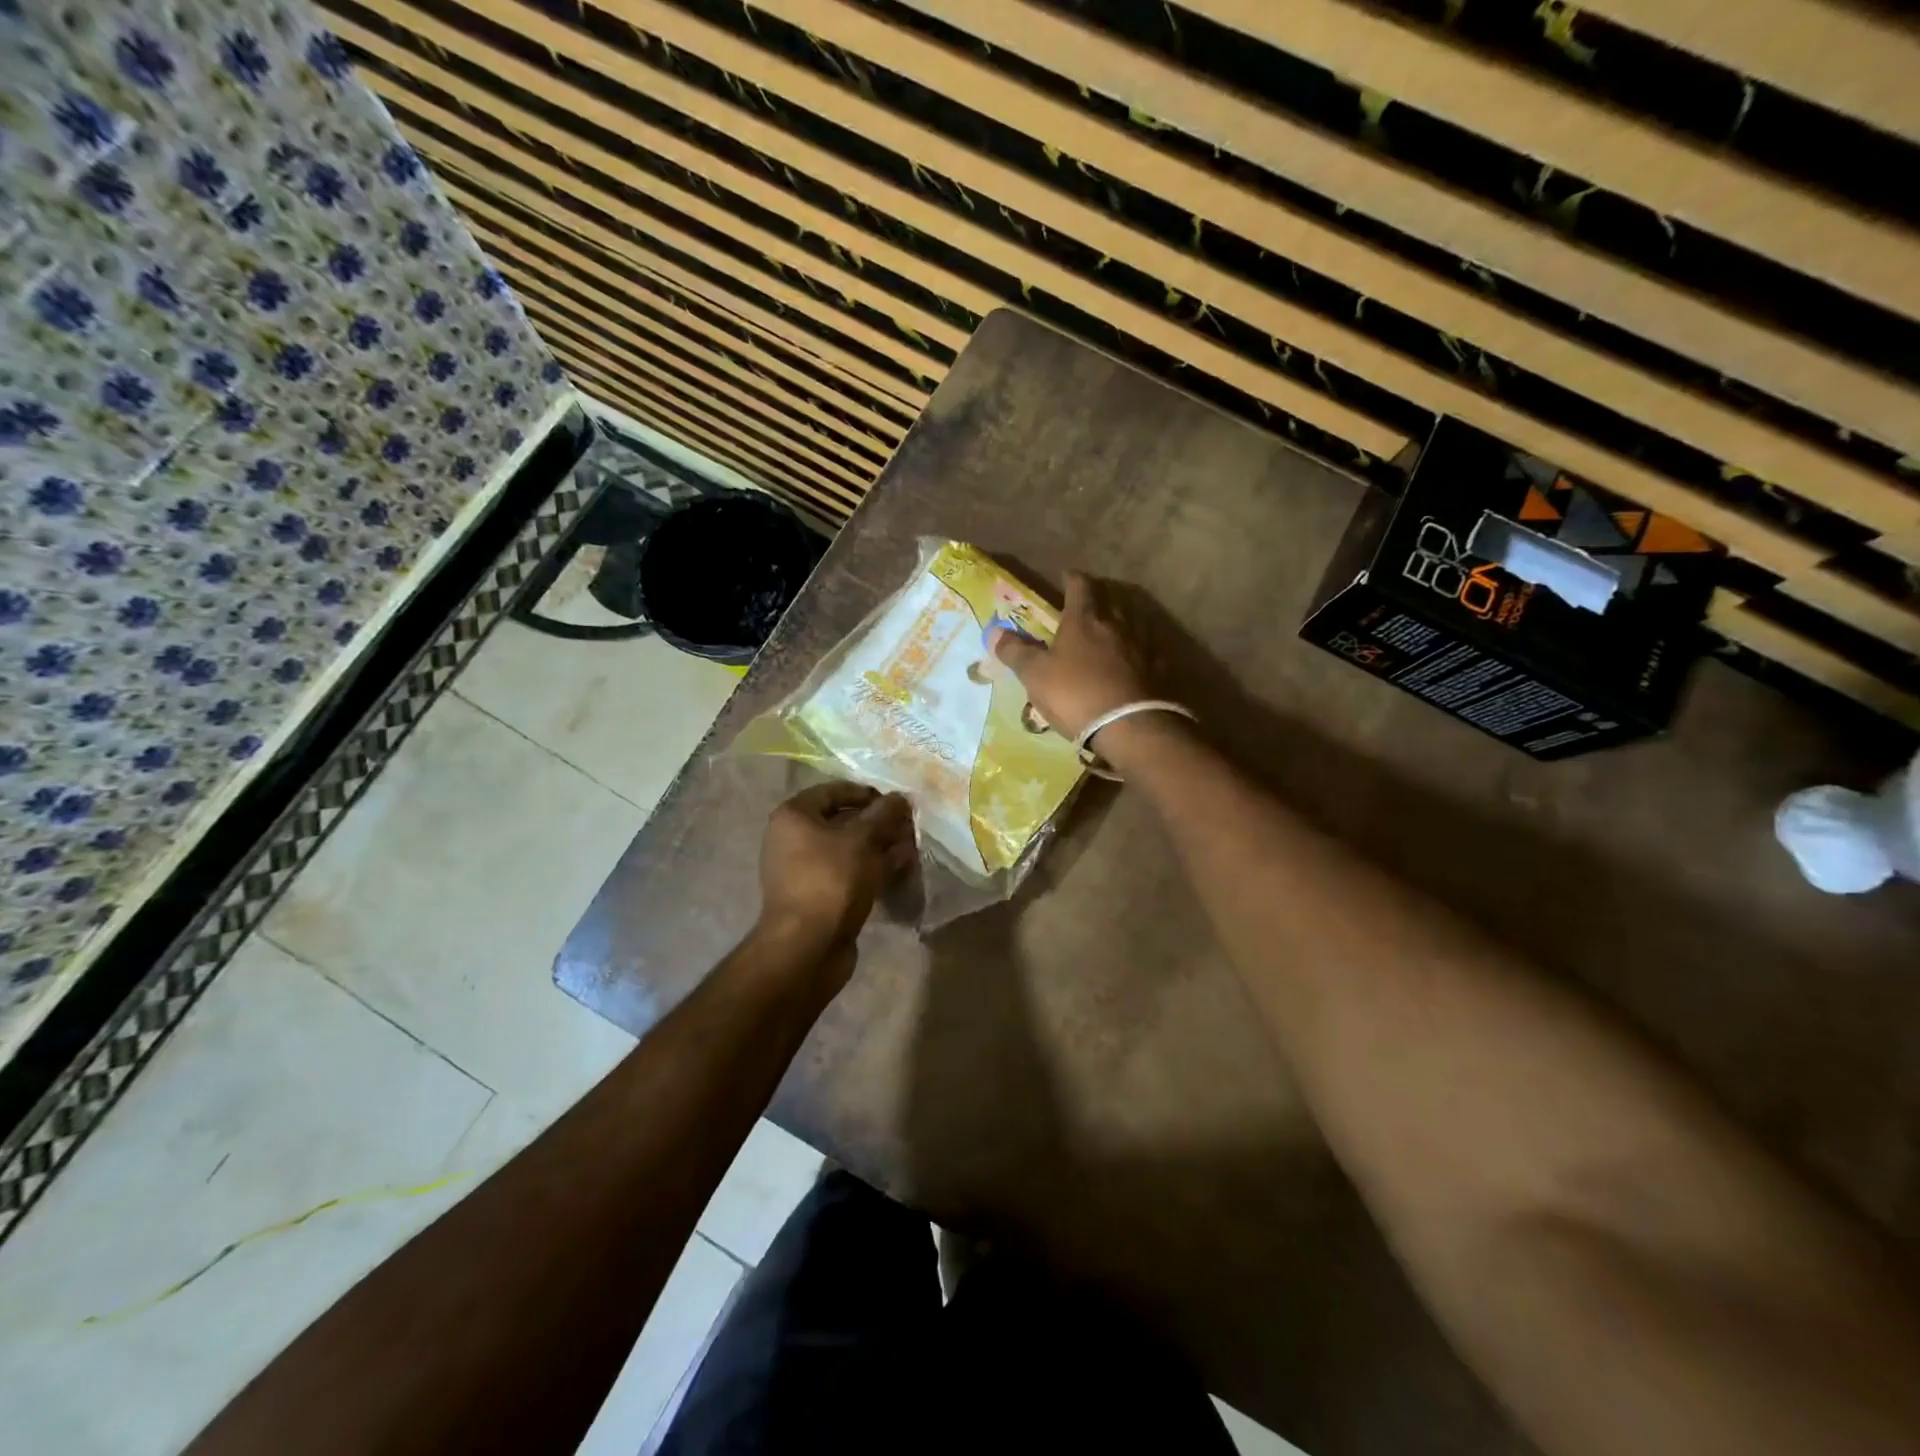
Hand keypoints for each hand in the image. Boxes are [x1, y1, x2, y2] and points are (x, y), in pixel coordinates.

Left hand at [757, 782, 912, 971]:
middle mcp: (793, 839)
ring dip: (880, 847)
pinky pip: (848, 873)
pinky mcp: (818, 896)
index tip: (896, 803)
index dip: (867, 794)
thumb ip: (884, 814)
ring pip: (849, 849)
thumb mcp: (863, 839)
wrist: (808, 946)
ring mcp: (804, 870)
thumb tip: (901, 797)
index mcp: (794, 816)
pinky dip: (872, 870)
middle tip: (909, 827)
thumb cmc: (831, 879)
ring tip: (911, 848)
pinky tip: (900, 871)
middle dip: (878, 823)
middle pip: (843, 821)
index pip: (833, 791)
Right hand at [989, 571, 1155, 742]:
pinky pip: (1147, 649)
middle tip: (1088, 603)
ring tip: (1111, 629)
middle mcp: (1116, 624)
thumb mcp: (1035, 675)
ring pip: (1132, 621)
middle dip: (1099, 597)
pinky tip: (1133, 660)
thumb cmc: (1075, 695)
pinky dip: (1138, 649)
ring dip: (1121, 621)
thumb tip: (994, 631)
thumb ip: (1015, 652)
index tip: (1066, 576)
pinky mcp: (1157, 669)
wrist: (1129, 727)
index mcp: (1084, 620)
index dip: (1072, 579)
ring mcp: (1141, 645)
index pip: (1080, 586)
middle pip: (1111, 599)